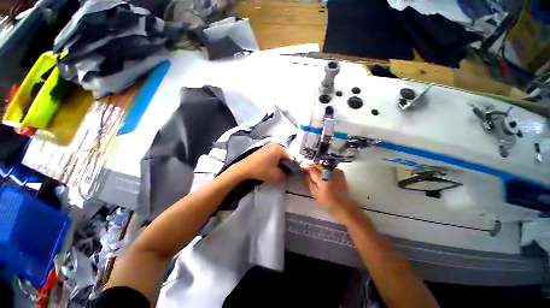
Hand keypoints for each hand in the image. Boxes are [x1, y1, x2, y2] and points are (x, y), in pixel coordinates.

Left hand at [231, 143, 290, 181]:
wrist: (244, 169)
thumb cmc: (262, 170)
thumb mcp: (277, 176)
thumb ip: (286, 175)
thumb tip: (288, 175)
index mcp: (279, 148)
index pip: (291, 158)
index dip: (292, 167)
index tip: (291, 174)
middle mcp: (274, 145)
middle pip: (285, 156)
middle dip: (285, 164)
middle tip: (284, 173)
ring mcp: (268, 146)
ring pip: (278, 155)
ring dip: (279, 163)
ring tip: (277, 171)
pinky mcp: (262, 149)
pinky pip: (272, 154)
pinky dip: (274, 161)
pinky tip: (270, 167)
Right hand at [303, 164, 359, 218]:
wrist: (345, 206)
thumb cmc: (328, 203)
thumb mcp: (315, 194)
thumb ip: (309, 182)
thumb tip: (305, 173)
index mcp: (323, 179)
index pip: (312, 169)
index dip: (305, 167)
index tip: (301, 166)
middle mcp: (329, 173)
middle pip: (318, 164)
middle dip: (311, 164)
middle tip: (305, 165)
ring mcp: (335, 171)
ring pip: (323, 164)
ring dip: (317, 164)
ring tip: (312, 167)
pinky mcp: (340, 172)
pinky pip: (329, 166)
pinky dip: (324, 166)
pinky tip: (321, 170)